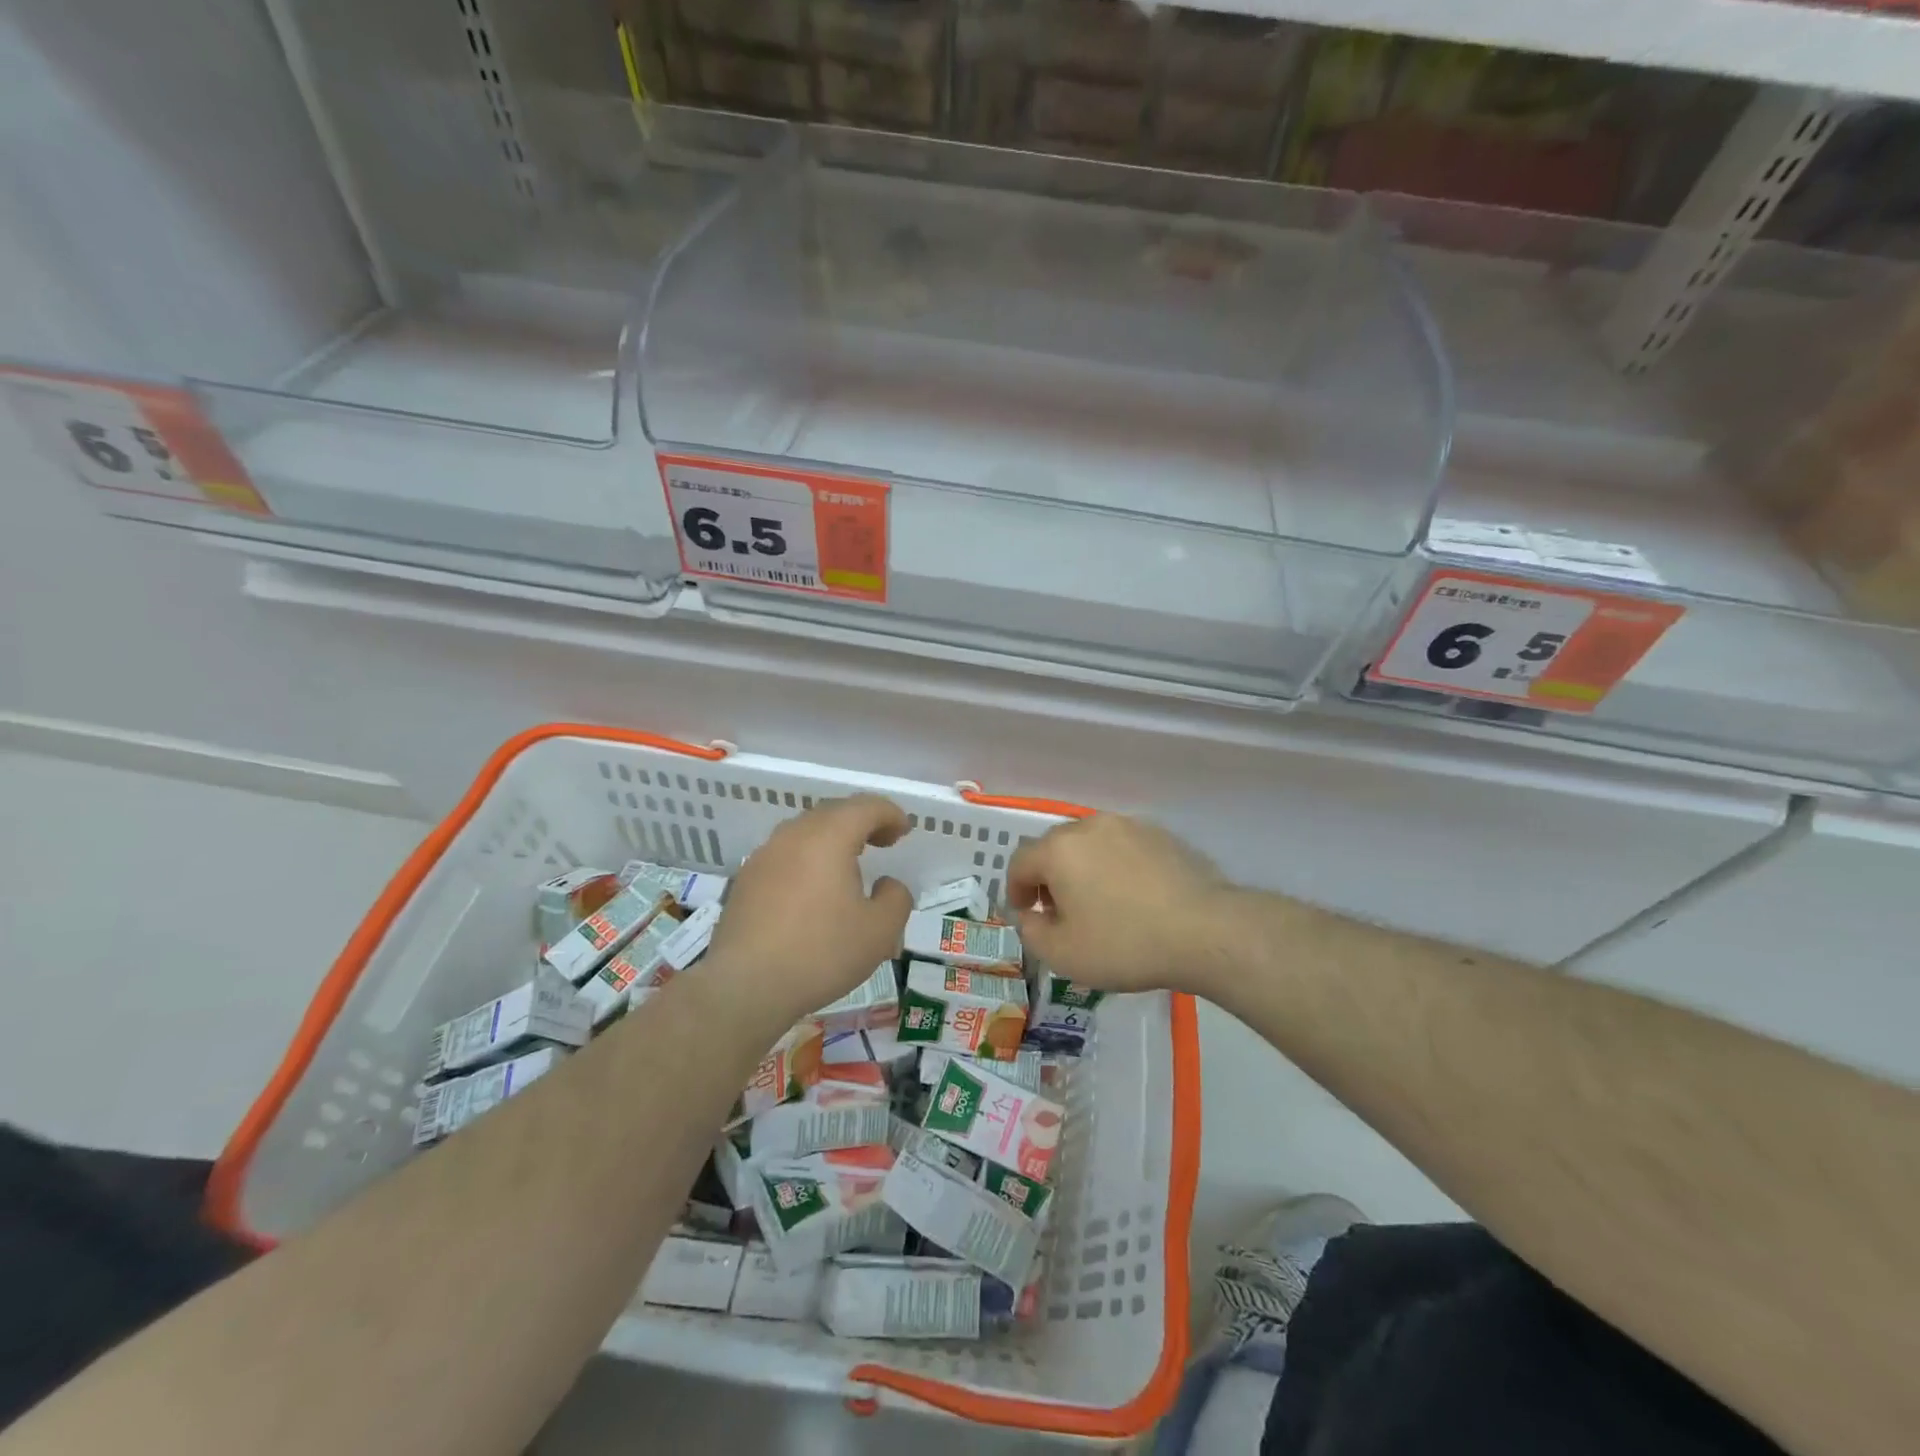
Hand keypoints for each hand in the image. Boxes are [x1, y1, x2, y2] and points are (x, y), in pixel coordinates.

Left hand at [703, 795, 912, 1027]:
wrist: (745, 986)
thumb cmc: (820, 953)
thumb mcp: (880, 932)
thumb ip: (896, 898)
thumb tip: (886, 884)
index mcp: (829, 837)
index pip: (866, 806)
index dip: (890, 813)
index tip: (904, 831)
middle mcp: (793, 835)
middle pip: (833, 812)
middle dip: (862, 822)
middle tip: (883, 842)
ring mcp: (764, 856)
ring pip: (805, 832)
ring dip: (832, 839)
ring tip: (849, 864)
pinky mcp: (746, 880)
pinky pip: (785, 855)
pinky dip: (807, 859)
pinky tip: (813, 890)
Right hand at [1006, 814, 1229, 994]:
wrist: (1205, 931)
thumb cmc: (1124, 944)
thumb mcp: (1063, 954)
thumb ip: (1031, 932)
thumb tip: (1029, 915)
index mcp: (1058, 850)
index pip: (1020, 862)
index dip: (1015, 889)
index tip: (1025, 914)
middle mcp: (1089, 826)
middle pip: (1054, 847)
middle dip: (1049, 877)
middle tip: (1059, 912)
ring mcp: (1128, 826)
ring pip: (1090, 844)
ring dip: (1083, 869)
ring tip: (1098, 903)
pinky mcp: (1161, 835)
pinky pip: (1123, 848)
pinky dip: (1116, 866)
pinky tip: (1133, 897)